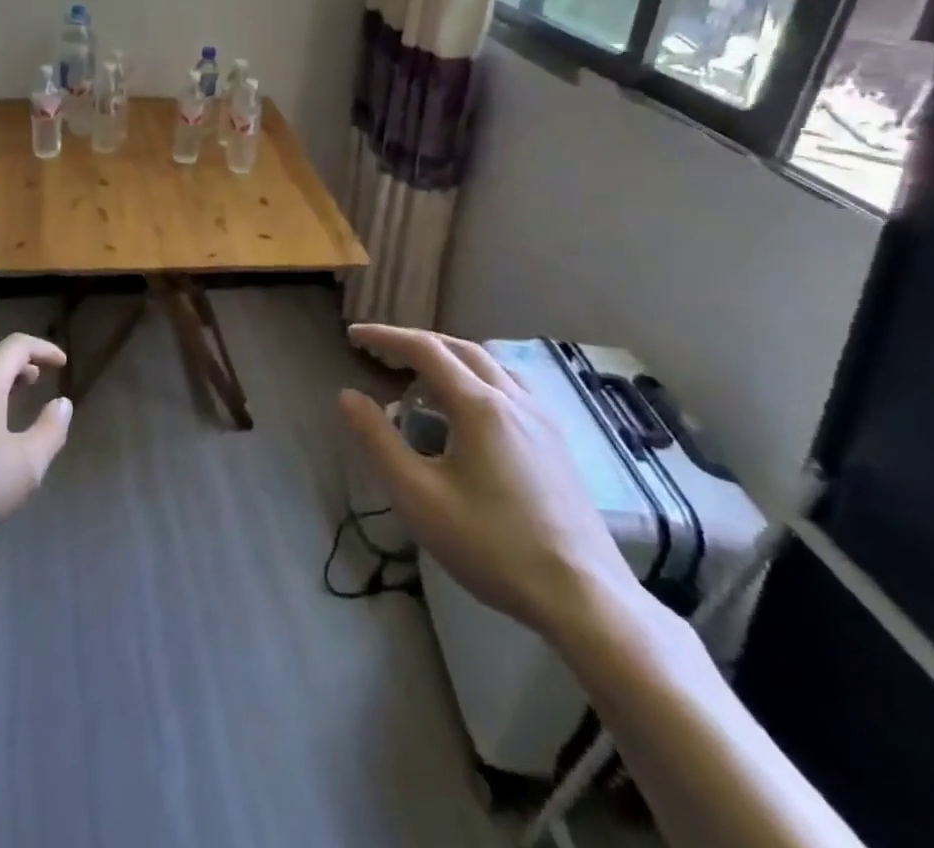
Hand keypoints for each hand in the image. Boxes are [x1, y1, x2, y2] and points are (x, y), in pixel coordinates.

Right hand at [339, 325, 637, 641]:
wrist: (585, 599)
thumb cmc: (492, 545)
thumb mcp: (417, 496)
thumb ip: (378, 440)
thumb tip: (348, 395)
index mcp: (479, 405)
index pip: (425, 349)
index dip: (385, 336)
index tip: (352, 335)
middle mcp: (514, 399)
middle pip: (459, 348)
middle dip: (416, 342)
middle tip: (382, 352)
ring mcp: (542, 420)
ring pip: (490, 365)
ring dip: (450, 359)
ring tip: (422, 381)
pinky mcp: (557, 443)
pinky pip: (510, 388)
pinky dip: (477, 380)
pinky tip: (469, 414)